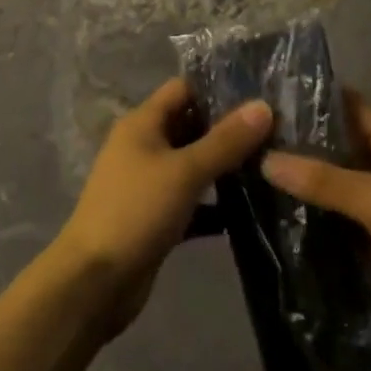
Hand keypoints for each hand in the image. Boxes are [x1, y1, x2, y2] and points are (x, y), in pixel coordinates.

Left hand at [52, 77, 272, 337]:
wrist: (94, 282)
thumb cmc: (136, 211)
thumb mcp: (185, 171)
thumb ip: (225, 140)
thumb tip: (264, 106)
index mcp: (142, 123)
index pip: (183, 89)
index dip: (218, 89)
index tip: (259, 97)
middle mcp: (144, 146)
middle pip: (190, 126)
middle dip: (228, 130)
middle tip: (276, 133)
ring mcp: (149, 183)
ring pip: (193, 165)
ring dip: (224, 167)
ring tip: (271, 166)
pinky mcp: (156, 217)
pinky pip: (191, 201)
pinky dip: (215, 205)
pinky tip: (251, 211)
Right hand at [260, 93, 370, 354]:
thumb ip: (324, 180)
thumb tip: (267, 160)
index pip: (352, 108)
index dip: (317, 100)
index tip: (274, 96)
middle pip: (342, 148)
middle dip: (305, 144)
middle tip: (256, 139)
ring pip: (341, 186)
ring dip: (310, 184)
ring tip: (259, 174)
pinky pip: (346, 221)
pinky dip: (322, 220)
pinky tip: (285, 219)